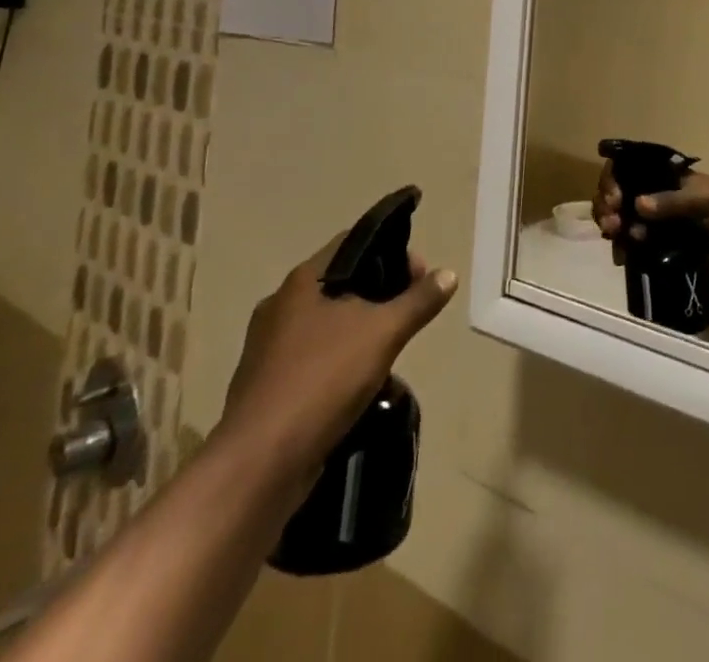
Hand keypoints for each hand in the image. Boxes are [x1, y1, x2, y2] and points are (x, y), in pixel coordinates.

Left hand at [217, 233, 456, 494]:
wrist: (259, 465)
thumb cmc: (322, 380)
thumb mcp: (383, 333)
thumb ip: (418, 301)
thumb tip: (449, 274)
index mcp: (302, 282)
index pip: (353, 242)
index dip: (392, 250)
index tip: (420, 275)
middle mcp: (280, 307)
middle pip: (343, 283)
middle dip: (382, 293)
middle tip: (411, 312)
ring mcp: (268, 349)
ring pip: (329, 324)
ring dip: (362, 331)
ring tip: (392, 351)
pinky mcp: (267, 387)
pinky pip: (315, 359)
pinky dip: (341, 362)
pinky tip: (363, 384)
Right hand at [597, 167, 708, 262]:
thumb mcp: (701, 201)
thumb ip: (671, 202)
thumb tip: (638, 204)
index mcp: (663, 172)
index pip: (626, 168)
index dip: (613, 181)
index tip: (615, 200)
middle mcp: (655, 190)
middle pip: (619, 192)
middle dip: (608, 206)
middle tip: (611, 225)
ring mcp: (657, 215)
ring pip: (623, 216)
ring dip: (614, 226)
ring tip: (615, 240)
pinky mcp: (661, 238)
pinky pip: (635, 239)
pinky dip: (625, 245)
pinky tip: (622, 255)